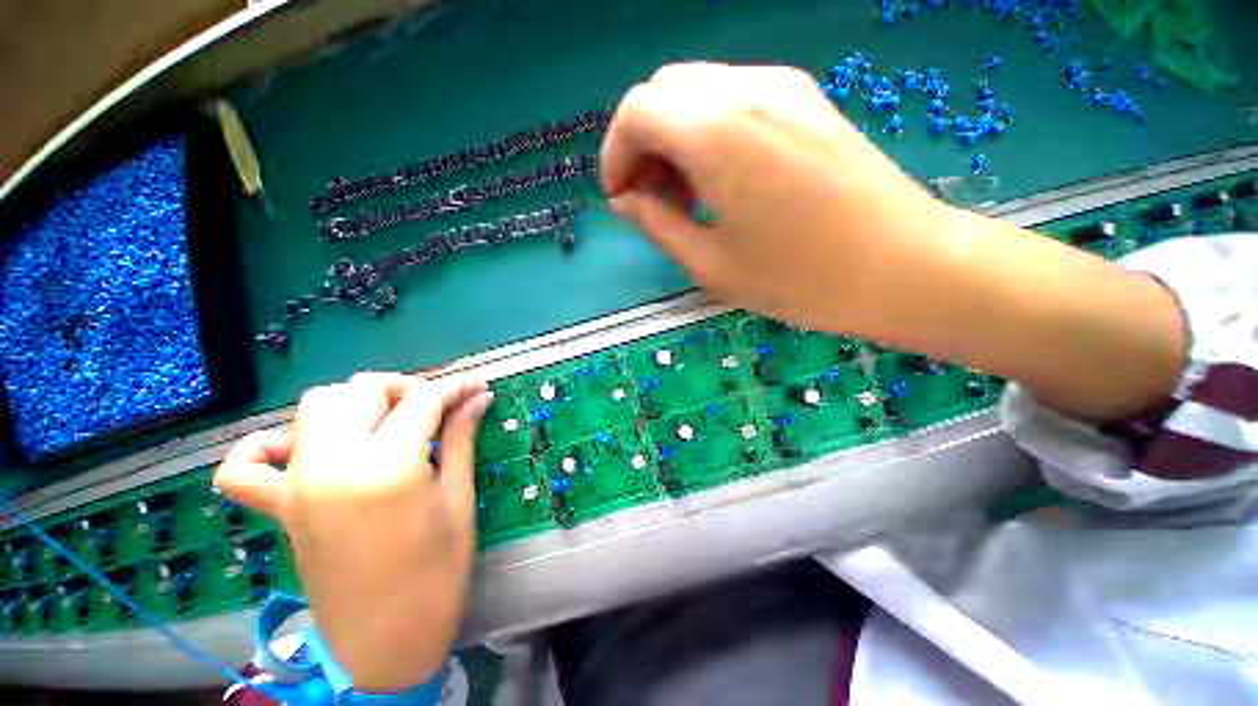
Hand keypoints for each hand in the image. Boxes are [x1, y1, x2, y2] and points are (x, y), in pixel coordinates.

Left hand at [214, 373, 491, 690]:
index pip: (425, 399)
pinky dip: (263, 446)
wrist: (385, 643)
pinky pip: (245, 465)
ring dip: (356, 401)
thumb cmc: (437, 572)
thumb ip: (462, 438)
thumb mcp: (458, 499)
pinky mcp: (279, 506)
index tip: (477, 386)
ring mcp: (297, 483)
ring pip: (315, 405)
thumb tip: (479, 398)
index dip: (456, 387)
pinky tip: (297, 449)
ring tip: (388, 422)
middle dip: (408, 387)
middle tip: (438, 407)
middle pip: (365, 389)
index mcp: (386, 466)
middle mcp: (332, 463)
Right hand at [603, 62, 1184, 419]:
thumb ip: (658, 224)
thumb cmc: (800, 279)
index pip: (636, 111)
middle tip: (652, 199)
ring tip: (686, 196)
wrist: (904, 267)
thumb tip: (627, 201)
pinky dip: (708, 133)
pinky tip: (722, 181)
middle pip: (664, 91)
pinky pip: (734, 101)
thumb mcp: (711, 264)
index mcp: (717, 134)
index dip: (615, 154)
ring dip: (674, 138)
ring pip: (698, 92)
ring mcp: (784, 89)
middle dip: (643, 144)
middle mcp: (747, 91)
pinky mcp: (807, 102)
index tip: (621, 198)